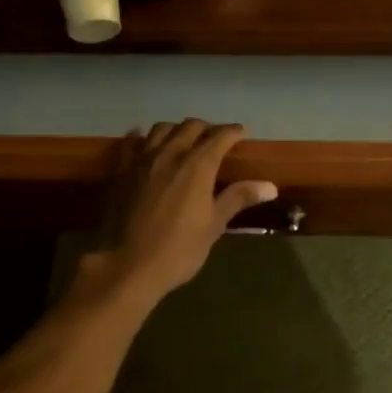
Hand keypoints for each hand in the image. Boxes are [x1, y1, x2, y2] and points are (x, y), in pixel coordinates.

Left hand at [92, 120, 277, 300]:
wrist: (127, 265)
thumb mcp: (214, 225)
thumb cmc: (178, 249)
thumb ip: (238, 198)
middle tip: (215, 139)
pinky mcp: (120, 170)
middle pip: (191, 126)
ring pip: (162, 129)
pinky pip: (132, 142)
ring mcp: (142, 159)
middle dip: (207, 128)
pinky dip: (144, 138)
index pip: (220, 136)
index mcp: (197, 165)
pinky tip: (147, 146)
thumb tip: (270, 186)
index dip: (233, 132)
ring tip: (183, 141)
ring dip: (177, 130)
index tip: (242, 133)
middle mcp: (170, 153)